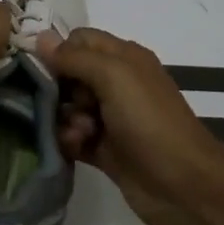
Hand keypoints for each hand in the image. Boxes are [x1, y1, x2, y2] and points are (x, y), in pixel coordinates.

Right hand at [37, 28, 223, 224]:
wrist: (183, 186)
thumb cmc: (149, 121)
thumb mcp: (113, 77)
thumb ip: (75, 57)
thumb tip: (40, 38)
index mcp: (123, 58)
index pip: (80, 40)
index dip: (59, 50)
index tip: (41, 68)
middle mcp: (117, 83)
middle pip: (70, 74)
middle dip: (57, 88)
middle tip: (58, 103)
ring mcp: (111, 118)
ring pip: (69, 107)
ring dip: (63, 117)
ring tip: (76, 132)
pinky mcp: (105, 149)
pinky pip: (74, 136)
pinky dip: (69, 140)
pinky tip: (74, 147)